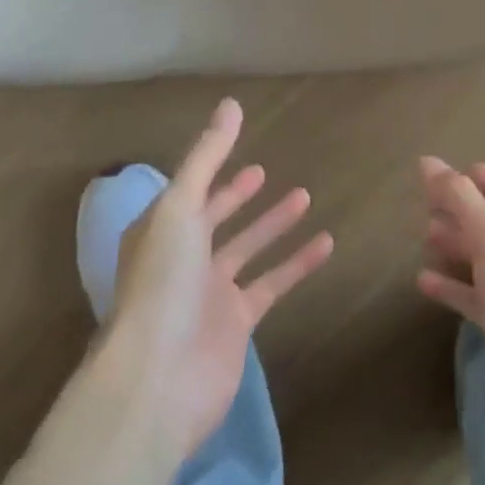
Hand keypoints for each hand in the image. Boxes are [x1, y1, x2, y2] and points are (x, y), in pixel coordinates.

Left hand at [105, 99, 333, 457]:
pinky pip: (272, 283)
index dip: (213, 172)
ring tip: (306, 196)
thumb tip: (231, 103)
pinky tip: (326, 243)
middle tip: (265, 173)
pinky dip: (297, 263)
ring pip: (248, 249)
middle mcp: (182, 259)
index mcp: (161, 231)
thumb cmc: (162, 283)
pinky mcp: (237, 323)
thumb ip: (208, 155)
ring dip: (274, 224)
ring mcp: (210, 293)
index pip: (190, 192)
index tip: (240, 152)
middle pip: (216, 219)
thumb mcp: (180, 207)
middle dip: (238, 196)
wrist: (157, 381)